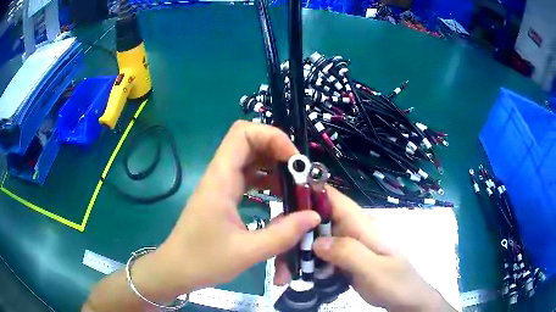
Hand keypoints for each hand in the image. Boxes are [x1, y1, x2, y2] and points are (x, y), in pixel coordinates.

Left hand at [154, 121, 320, 296]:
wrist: (176, 269)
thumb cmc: (204, 261)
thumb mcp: (247, 252)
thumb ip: (283, 234)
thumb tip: (314, 216)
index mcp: (220, 180)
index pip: (243, 134)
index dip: (272, 137)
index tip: (295, 161)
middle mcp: (220, 175)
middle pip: (249, 141)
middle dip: (278, 149)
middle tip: (300, 173)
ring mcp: (221, 185)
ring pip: (249, 158)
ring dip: (273, 164)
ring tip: (295, 183)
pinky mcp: (223, 196)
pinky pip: (247, 176)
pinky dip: (266, 178)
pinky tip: (280, 194)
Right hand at [291, 187, 452, 311]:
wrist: (406, 299)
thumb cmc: (396, 283)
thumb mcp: (374, 269)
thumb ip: (349, 253)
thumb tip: (317, 241)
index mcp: (361, 224)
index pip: (331, 198)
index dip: (306, 193)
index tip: (281, 209)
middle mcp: (352, 229)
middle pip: (315, 221)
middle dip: (294, 237)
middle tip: (280, 264)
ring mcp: (347, 245)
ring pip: (314, 240)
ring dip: (297, 255)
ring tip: (284, 277)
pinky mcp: (343, 258)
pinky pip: (319, 256)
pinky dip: (306, 264)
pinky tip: (298, 278)